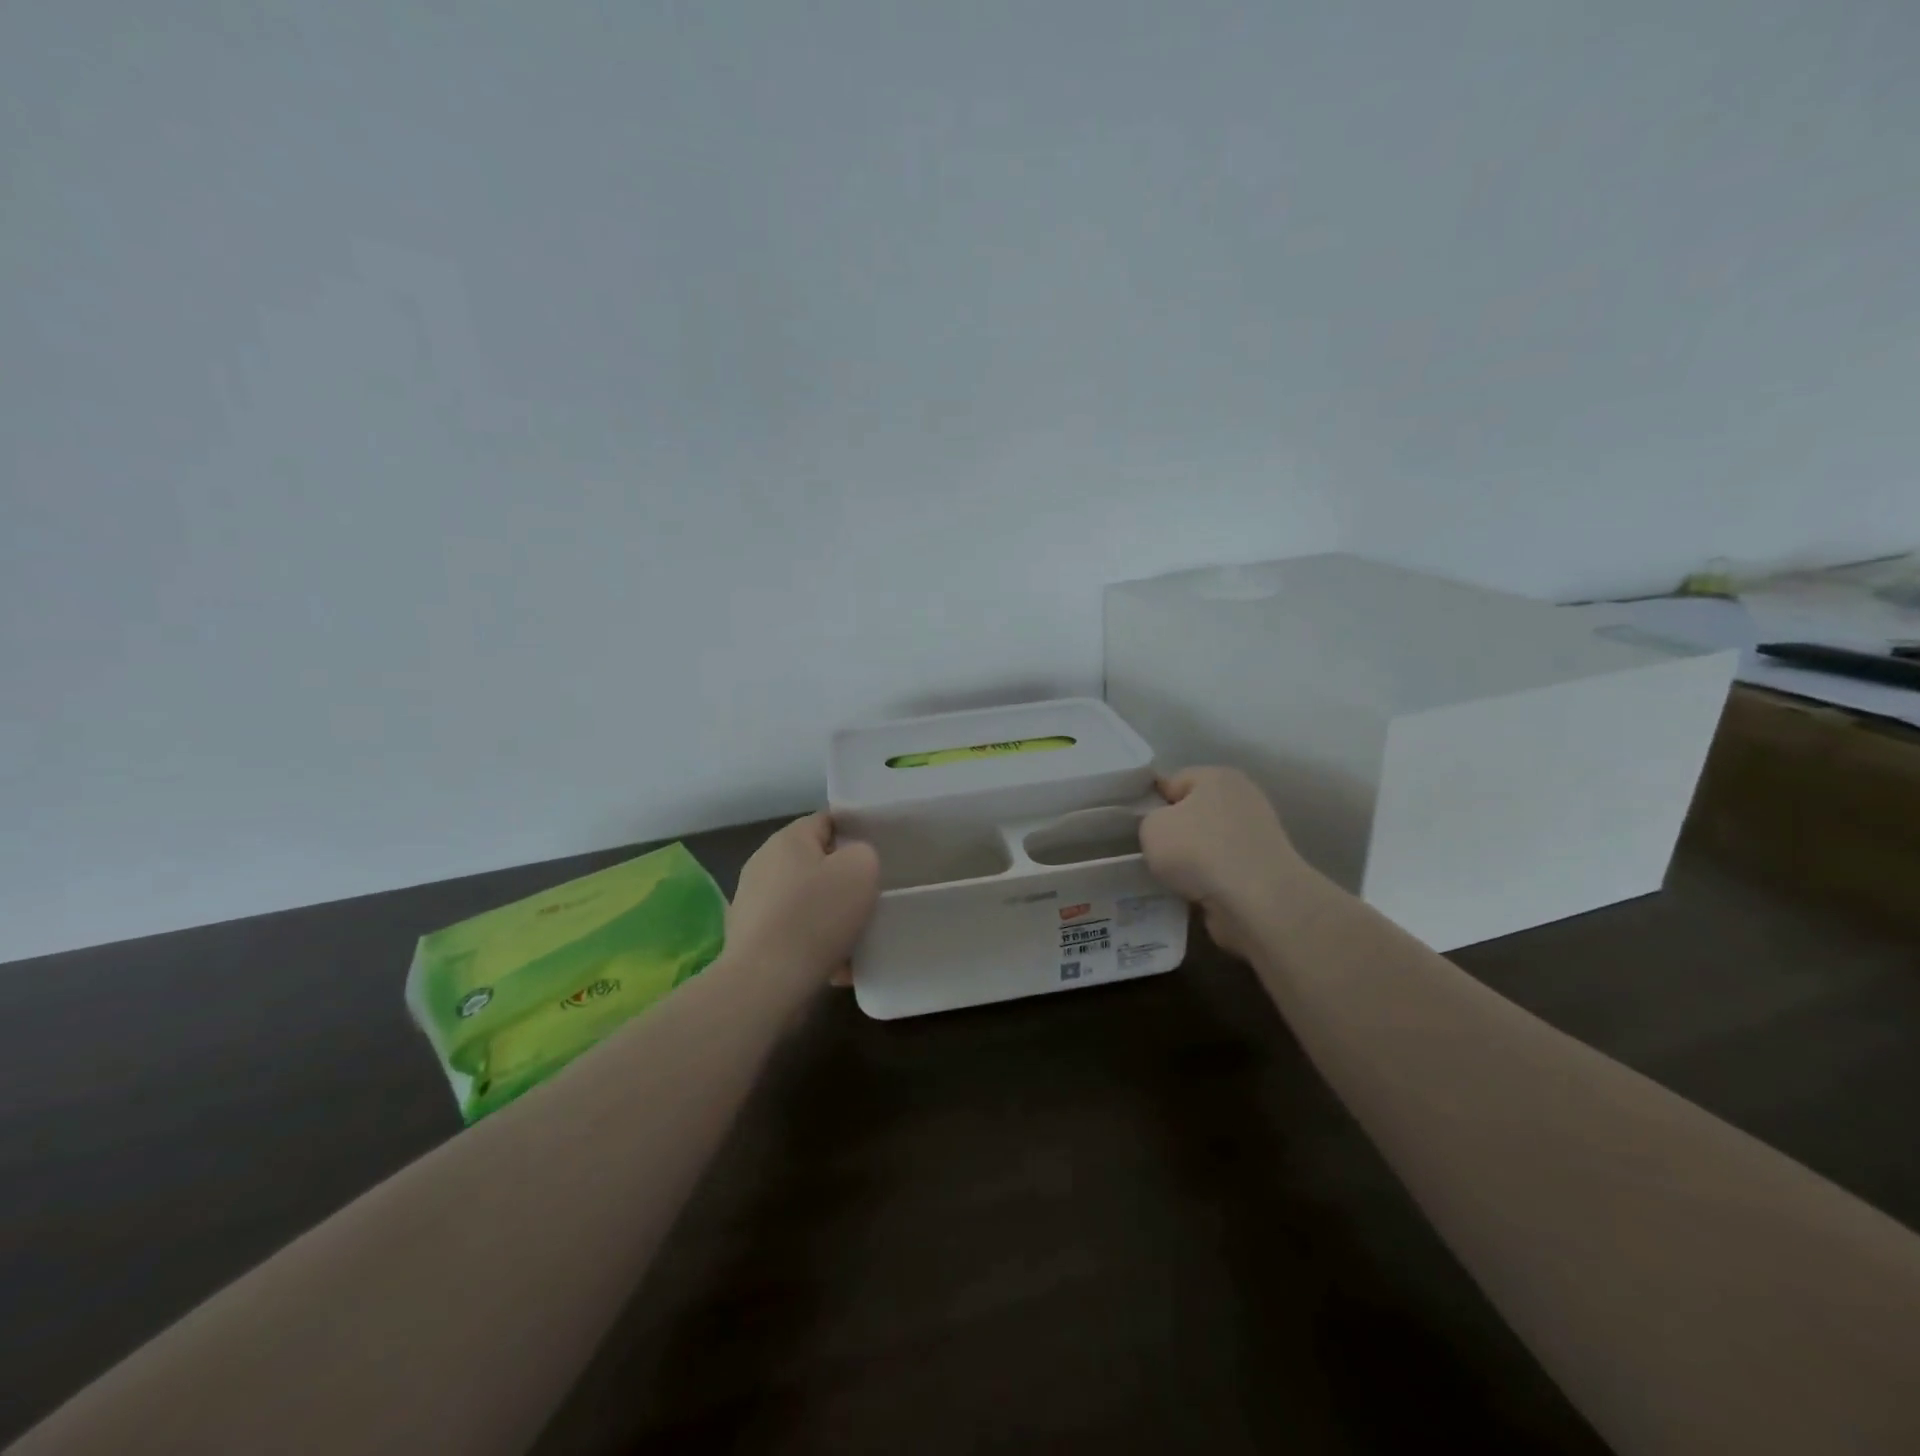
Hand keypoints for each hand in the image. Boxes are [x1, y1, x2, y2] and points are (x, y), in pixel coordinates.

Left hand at [728, 812, 879, 982]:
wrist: (766, 984)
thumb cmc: (816, 917)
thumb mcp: (861, 869)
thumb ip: (864, 853)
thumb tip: (852, 862)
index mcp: (787, 839)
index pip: (828, 821)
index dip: (856, 832)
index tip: (878, 854)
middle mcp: (763, 864)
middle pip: (816, 862)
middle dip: (842, 879)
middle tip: (871, 896)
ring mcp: (753, 903)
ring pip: (806, 901)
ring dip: (830, 916)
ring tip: (857, 938)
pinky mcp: (750, 939)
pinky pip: (794, 933)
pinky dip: (814, 945)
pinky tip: (838, 966)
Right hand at [1140, 767, 1306, 960]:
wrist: (1256, 902)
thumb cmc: (1198, 851)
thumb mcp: (1151, 826)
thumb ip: (1149, 820)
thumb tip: (1163, 828)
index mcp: (1217, 776)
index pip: (1173, 781)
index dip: (1150, 802)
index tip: (1135, 827)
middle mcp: (1242, 799)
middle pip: (1192, 813)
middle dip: (1173, 834)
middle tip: (1150, 853)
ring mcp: (1257, 836)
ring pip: (1206, 845)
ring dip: (1189, 862)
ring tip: (1169, 879)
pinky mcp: (1263, 871)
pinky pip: (1221, 872)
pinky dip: (1207, 883)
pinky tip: (1191, 894)